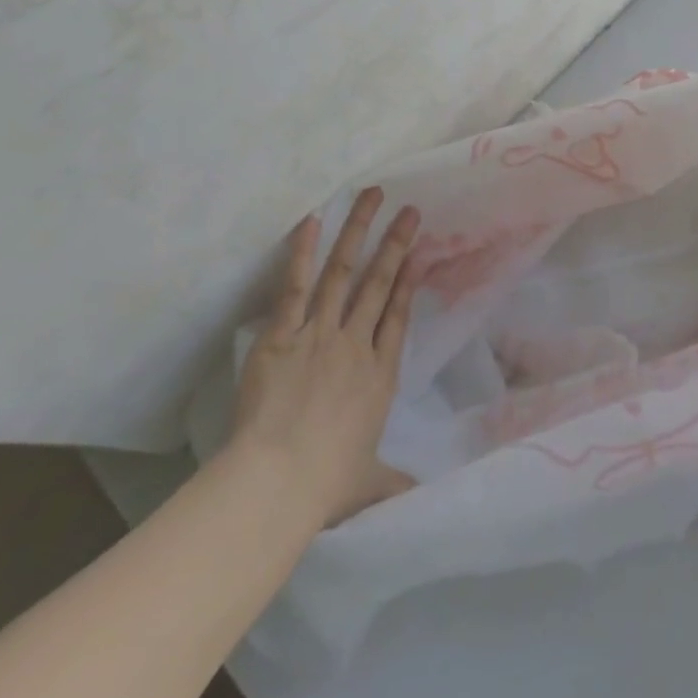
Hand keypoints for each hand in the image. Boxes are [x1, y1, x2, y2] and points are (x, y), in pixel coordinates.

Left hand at [227, 188, 422, 526]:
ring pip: (345, 272)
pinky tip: (312, 220)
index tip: (418, 254)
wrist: (278, 480)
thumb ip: (394, 485)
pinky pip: (298, 285)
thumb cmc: (325, 484)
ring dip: (359, 231)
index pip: (397, 317)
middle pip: (379, 283)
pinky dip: (305, 251)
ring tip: (372, 196)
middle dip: (396, 244)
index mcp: (380, 376)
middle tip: (409, 210)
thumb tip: (420, 501)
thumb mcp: (369, 486)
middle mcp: (356, 344)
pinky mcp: (285, 333)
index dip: (408, 283)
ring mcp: (321, 334)